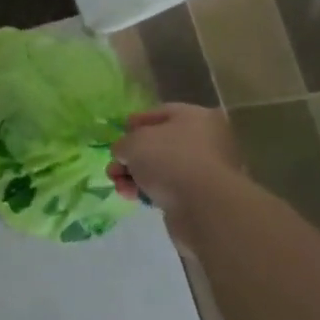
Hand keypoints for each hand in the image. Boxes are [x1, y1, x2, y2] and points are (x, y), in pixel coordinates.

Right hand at [109, 103, 243, 216]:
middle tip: (114, 167)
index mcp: (196, 117)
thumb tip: (124, 153)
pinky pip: (169, 188)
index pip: (161, 113)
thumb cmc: (169, 160)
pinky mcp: (201, 196)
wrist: (203, 206)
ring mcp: (205, 170)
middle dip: (132, 156)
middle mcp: (206, 141)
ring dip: (135, 176)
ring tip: (119, 186)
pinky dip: (150, 191)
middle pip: (159, 144)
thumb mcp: (133, 143)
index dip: (137, 122)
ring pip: (162, 168)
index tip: (120, 133)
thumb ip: (123, 144)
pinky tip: (134, 198)